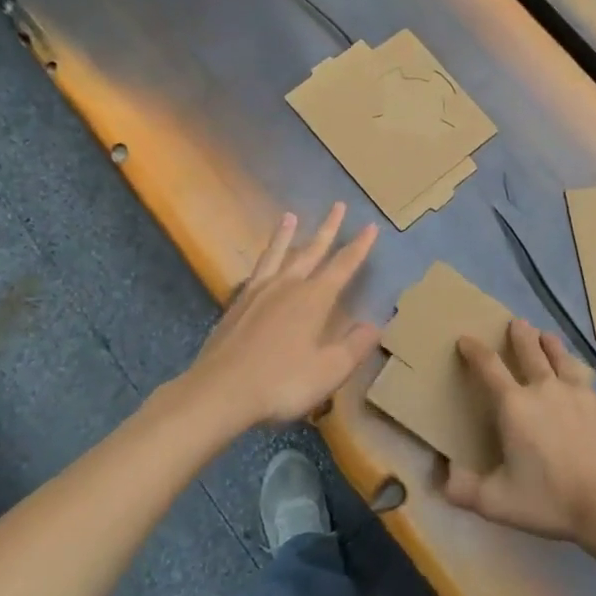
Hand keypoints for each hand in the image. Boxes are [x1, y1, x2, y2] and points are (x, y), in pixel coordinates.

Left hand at [176, 204, 380, 430]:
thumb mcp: (329, 370)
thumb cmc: (281, 382)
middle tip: (338, 205)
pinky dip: (264, 259)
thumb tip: (376, 325)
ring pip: (278, 254)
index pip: (343, 266)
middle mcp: (288, 286)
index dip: (359, 247)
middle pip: (312, 251)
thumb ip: (355, 346)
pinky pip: (257, 270)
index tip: (370, 226)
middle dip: (328, 228)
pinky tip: (263, 264)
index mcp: (314, 299)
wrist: (220, 391)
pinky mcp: (237, 304)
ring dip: (287, 235)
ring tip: (290, 215)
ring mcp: (259, 292)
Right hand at [442, 319, 595, 542]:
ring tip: (546, 334)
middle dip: (520, 335)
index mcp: (513, 405)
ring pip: (560, 358)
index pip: (488, 367)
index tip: (465, 339)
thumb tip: (442, 476)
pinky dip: (574, 368)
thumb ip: (464, 489)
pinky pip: (582, 377)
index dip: (474, 350)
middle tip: (516, 322)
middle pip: (530, 351)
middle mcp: (543, 389)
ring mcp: (575, 394)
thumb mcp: (496, 502)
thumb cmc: (548, 498)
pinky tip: (577, 373)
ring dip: (550, 344)